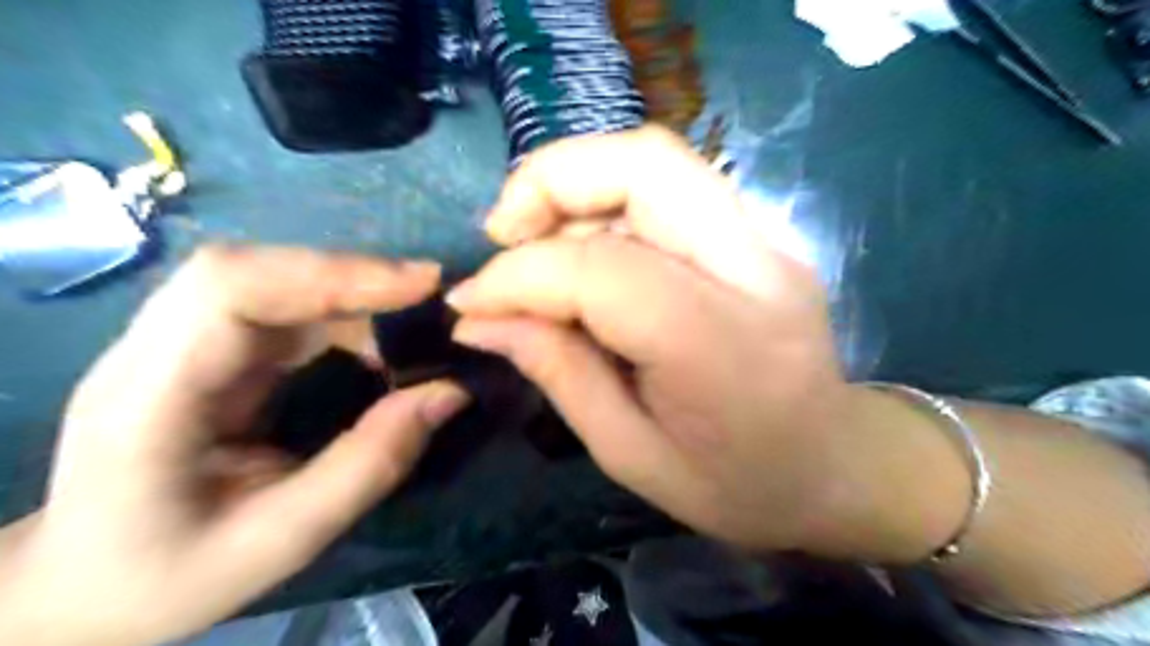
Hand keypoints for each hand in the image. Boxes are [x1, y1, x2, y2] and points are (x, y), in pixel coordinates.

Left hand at [0, 246, 470, 644]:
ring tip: (416, 313)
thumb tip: (449, 393)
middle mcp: (152, 351)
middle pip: (251, 270)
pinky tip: (378, 337)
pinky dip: (341, 311)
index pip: (229, 290)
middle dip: (350, 273)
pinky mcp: (207, 350)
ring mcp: (177, 344)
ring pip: (270, 280)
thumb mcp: (281, 540)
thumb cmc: (165, 576)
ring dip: (351, 290)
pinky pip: (281, 307)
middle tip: (429, 290)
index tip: (416, 286)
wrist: (78, 589)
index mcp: (148, 398)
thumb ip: (370, 464)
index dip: (328, 274)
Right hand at [443, 130, 857, 552]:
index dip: (519, 275)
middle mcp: (755, 268)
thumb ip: (557, 373)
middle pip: (643, 164)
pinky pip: (670, 186)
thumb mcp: (630, 454)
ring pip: (655, 161)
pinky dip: (608, 200)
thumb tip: (479, 318)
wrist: (837, 465)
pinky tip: (585, 249)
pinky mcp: (760, 233)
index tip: (471, 302)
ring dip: (575, 185)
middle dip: (549, 181)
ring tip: (534, 244)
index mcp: (722, 347)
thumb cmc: (737, 484)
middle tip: (502, 234)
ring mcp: (767, 239)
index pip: (603, 270)